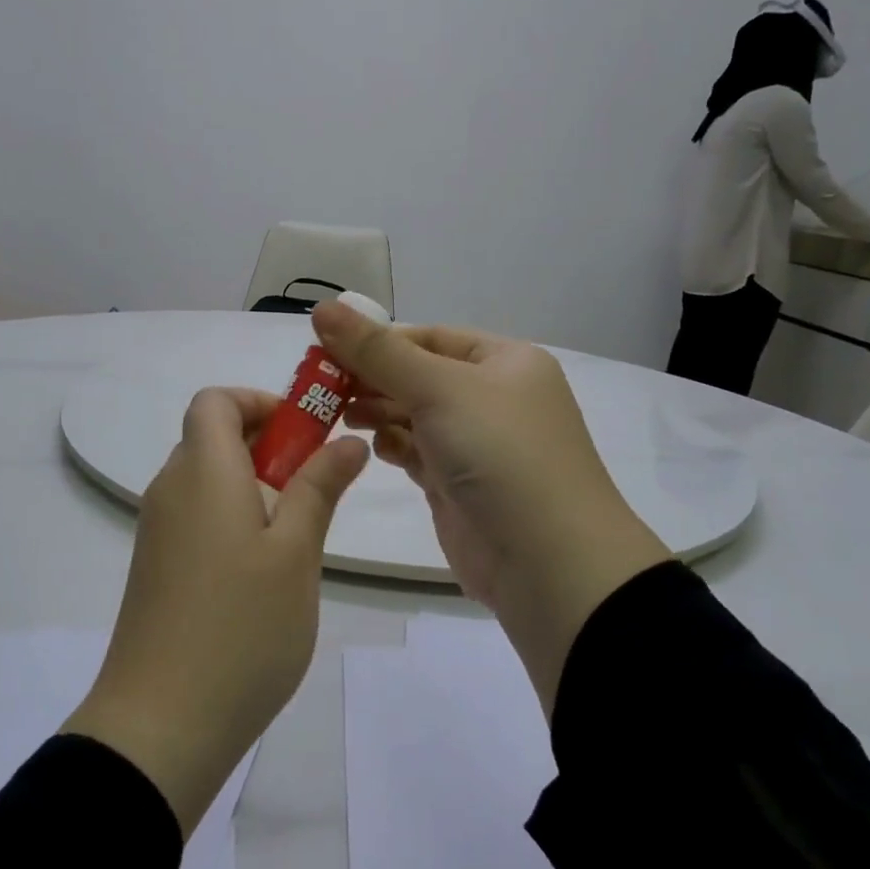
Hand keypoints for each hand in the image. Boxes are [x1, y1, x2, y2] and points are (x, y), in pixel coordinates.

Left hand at [64, 387, 368, 834]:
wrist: (160, 725)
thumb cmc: (241, 628)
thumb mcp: (296, 553)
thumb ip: (319, 488)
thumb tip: (345, 440)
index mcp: (201, 471)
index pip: (214, 401)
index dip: (259, 401)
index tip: (305, 432)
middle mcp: (170, 490)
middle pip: (213, 438)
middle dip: (268, 445)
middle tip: (316, 487)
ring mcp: (158, 532)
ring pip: (209, 481)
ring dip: (255, 486)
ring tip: (298, 537)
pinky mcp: (156, 569)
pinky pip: (198, 518)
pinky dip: (233, 519)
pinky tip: (264, 573)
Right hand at [314, 303, 669, 717]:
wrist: (548, 562)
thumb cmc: (500, 453)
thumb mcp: (439, 388)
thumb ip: (377, 351)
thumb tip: (323, 306)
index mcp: (505, 362)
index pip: (431, 337)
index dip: (379, 340)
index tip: (327, 349)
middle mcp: (494, 398)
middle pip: (418, 375)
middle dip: (372, 378)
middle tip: (321, 388)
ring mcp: (476, 444)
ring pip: (414, 415)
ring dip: (377, 412)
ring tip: (341, 415)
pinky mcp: (458, 485)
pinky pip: (416, 453)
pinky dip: (393, 446)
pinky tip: (373, 447)